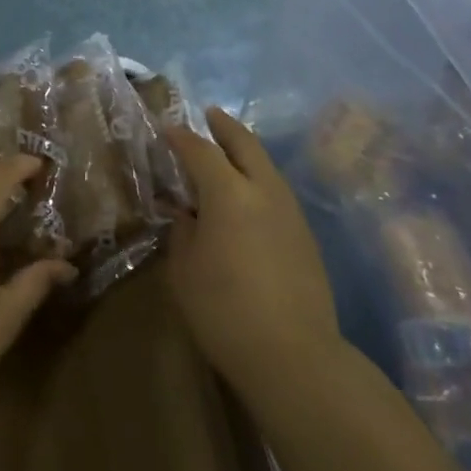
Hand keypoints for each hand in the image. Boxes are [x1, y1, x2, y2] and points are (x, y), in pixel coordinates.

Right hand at [163, 109, 340, 394]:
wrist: (294, 355)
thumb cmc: (225, 311)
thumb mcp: (184, 271)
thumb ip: (182, 233)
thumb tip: (187, 214)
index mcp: (229, 193)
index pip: (200, 151)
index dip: (181, 137)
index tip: (166, 130)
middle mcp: (263, 190)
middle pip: (244, 143)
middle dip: (224, 126)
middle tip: (209, 115)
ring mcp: (290, 210)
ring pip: (266, 164)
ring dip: (245, 151)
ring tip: (226, 152)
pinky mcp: (304, 233)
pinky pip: (276, 189)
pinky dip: (258, 178)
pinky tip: (246, 196)